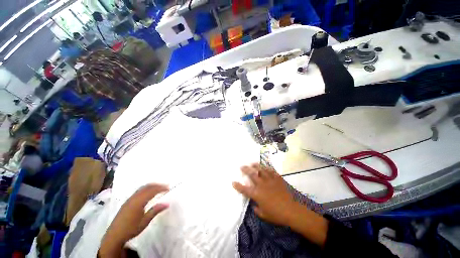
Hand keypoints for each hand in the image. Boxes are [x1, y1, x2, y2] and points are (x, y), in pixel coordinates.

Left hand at [99, 184, 168, 256]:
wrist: (114, 235)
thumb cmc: (131, 229)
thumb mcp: (145, 221)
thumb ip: (155, 211)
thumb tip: (167, 203)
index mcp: (138, 202)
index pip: (152, 191)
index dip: (161, 188)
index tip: (168, 188)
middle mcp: (134, 198)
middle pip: (147, 187)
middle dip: (157, 185)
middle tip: (165, 186)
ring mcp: (129, 199)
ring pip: (142, 188)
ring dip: (151, 186)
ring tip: (159, 188)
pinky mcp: (127, 201)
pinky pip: (138, 191)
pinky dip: (146, 188)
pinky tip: (148, 192)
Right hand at [232, 163, 298, 225]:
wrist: (291, 210)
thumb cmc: (276, 214)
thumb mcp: (264, 215)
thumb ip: (257, 209)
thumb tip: (254, 204)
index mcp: (257, 194)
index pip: (244, 189)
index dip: (238, 186)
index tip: (233, 182)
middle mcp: (261, 184)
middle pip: (252, 174)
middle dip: (245, 170)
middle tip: (242, 166)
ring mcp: (270, 180)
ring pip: (261, 170)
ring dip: (255, 166)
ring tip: (252, 163)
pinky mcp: (277, 178)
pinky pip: (271, 171)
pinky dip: (267, 168)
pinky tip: (265, 166)